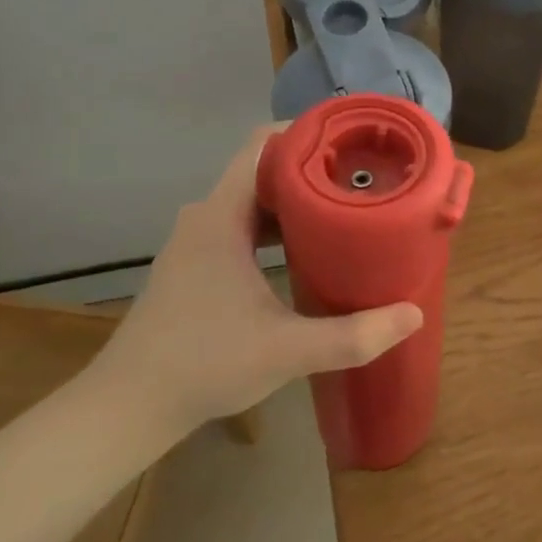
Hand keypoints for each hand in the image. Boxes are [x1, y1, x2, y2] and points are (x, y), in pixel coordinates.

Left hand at [94, 127, 422, 440]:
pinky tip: (307, 250)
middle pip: (263, 170)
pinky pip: (242, 226)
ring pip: (252, 201)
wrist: (128, 407)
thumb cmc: (204, 364)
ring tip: (344, 210)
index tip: (351, 143)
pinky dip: (276, 227)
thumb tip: (413, 315)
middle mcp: (205, 217)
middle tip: (363, 180)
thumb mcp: (287, 350)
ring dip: (296, 201)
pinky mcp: (195, 265)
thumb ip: (353, 335)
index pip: (262, 145)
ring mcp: (196, 242)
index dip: (306, 134)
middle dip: (313, 169)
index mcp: (221, 217)